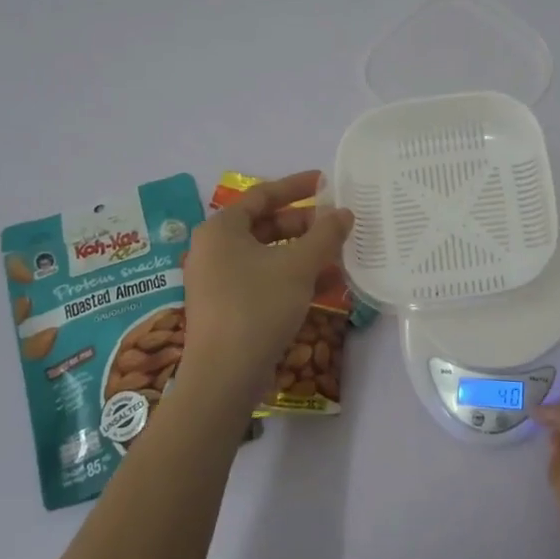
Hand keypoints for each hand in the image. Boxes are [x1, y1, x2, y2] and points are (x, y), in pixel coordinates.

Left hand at [180, 171, 352, 397]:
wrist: (224, 375)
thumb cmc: (258, 307)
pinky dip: (292, 278)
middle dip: (304, 225)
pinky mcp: (228, 308)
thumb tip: (345, 213)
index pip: (262, 196)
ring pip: (268, 256)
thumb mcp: (298, 266)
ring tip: (339, 255)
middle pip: (265, 226)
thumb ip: (325, 235)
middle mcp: (214, 250)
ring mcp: (218, 281)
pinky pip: (264, 280)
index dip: (296, 187)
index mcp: (221, 230)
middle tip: (337, 225)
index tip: (325, 183)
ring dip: (303, 253)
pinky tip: (326, 286)